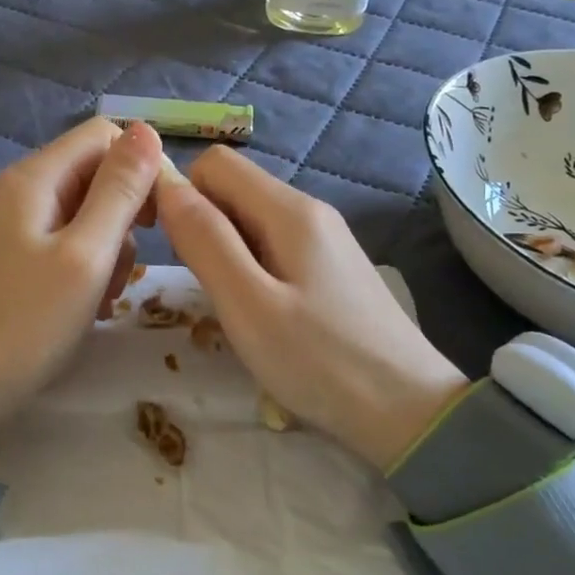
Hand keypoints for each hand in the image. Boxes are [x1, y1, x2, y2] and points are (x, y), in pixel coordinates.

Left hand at [0, 119, 162, 438]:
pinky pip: (63, 244)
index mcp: (35, 178)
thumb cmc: (27, 322)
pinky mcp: (11, 258)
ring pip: (83, 213)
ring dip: (107, 249)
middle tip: (127, 268)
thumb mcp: (85, 255)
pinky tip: (86, 305)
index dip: (140, 166)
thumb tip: (147, 130)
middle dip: (123, 216)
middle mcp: (20, 191)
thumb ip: (119, 191)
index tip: (158, 218)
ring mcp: (12, 226)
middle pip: (93, 175)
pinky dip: (84, 267)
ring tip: (103, 297)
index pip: (104, 136)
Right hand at [156, 146, 468, 470]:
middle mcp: (310, 212)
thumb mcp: (247, 303)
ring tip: (229, 306)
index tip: (167, 246)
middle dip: (202, 225)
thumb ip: (204, 240)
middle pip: (234, 189)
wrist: (409, 411)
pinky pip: (274, 248)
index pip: (215, 163)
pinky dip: (251, 269)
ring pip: (252, 221)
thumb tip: (165, 185)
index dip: (181, 193)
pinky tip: (260, 314)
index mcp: (290, 210)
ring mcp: (325, 241)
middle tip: (201, 286)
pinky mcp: (331, 270)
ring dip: (225, 251)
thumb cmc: (320, 360)